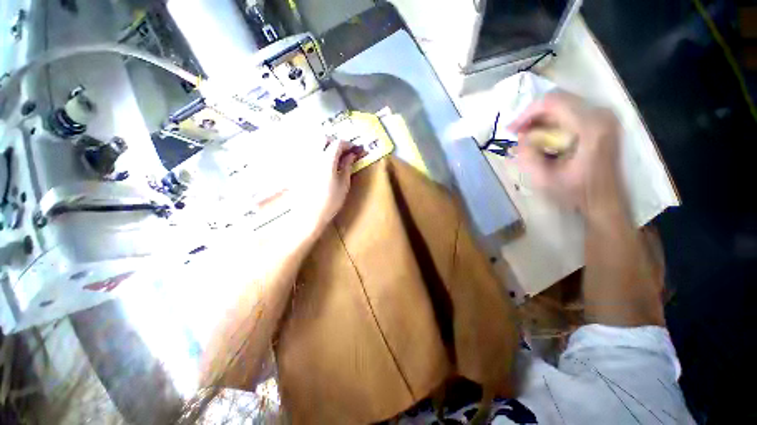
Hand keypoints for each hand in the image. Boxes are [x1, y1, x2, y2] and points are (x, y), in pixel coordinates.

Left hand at [291, 139, 356, 238]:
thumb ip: (347, 166)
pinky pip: (306, 151)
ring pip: (313, 142)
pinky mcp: (297, 167)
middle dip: (335, 141)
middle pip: (323, 138)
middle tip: (344, 151)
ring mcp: (303, 160)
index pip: (338, 143)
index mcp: (326, 160)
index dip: (348, 144)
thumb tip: (352, 155)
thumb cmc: (330, 201)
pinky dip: (316, 151)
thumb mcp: (344, 184)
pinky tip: (321, 161)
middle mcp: (312, 155)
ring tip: (333, 155)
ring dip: (325, 144)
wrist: (309, 215)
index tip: (355, 149)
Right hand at [510, 91, 623, 215]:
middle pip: (558, 99)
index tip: (512, 130)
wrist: (605, 200)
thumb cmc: (576, 192)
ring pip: (564, 103)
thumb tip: (522, 136)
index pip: (552, 102)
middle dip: (532, 115)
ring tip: (527, 136)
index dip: (527, 113)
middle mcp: (600, 115)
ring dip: (541, 118)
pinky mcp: (602, 121)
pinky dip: (552, 121)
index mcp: (589, 127)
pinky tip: (543, 136)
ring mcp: (604, 116)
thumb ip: (528, 155)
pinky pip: (571, 111)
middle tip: (517, 133)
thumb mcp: (544, 179)